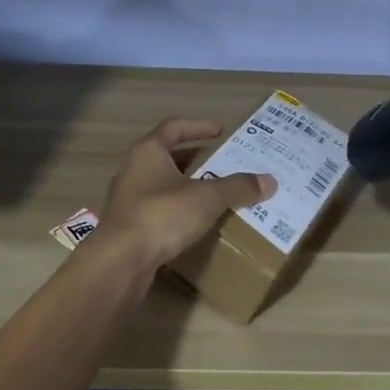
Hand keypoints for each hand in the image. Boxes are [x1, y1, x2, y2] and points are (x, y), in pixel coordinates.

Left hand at [98, 118, 276, 266]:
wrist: (120, 262)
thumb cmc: (162, 215)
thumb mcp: (206, 198)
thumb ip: (237, 187)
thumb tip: (270, 181)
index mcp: (148, 151)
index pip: (174, 127)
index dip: (198, 126)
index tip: (220, 130)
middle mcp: (133, 169)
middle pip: (166, 155)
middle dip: (193, 157)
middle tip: (219, 162)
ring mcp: (127, 199)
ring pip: (160, 183)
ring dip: (185, 184)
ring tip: (212, 192)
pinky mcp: (128, 226)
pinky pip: (157, 208)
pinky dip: (177, 208)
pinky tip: (194, 221)